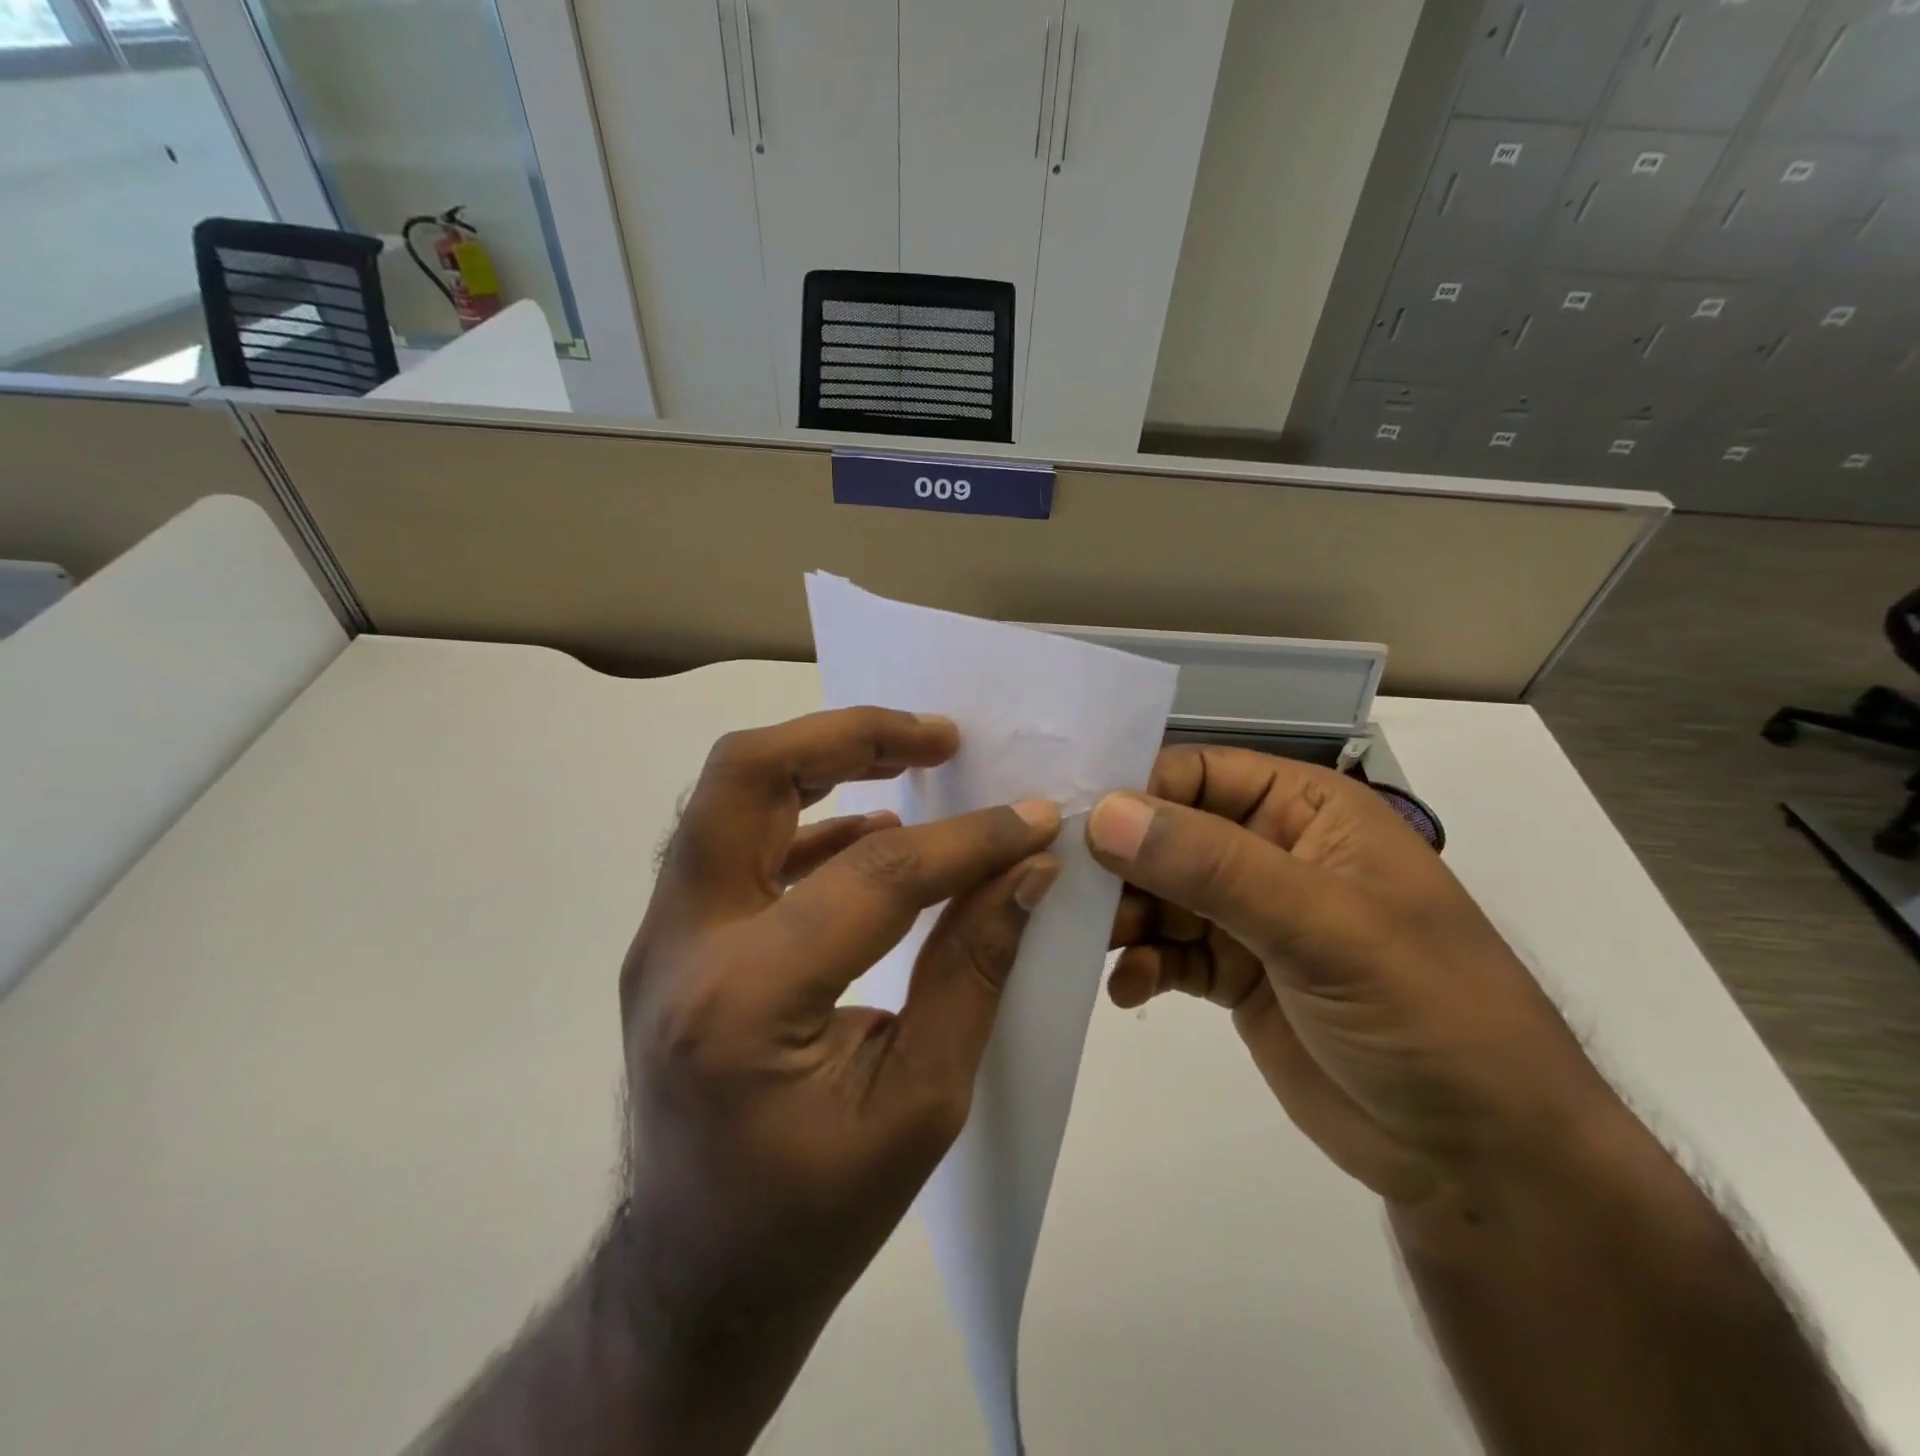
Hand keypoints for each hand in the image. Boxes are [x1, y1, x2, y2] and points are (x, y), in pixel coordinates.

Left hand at [616, 708, 1060, 1442]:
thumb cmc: (812, 1218)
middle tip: (939, 736)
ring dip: (823, 758)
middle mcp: (682, 946)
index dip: (970, 841)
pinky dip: (809, 820)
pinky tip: (873, 831)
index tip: (1035, 818)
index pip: (877, 877)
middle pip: (745, 776)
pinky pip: (739, 844)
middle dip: (850, 735)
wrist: (692, 1281)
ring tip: (914, 757)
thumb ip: (971, 971)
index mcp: (746, 1003)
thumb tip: (1026, 870)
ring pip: (729, 794)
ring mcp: (663, 938)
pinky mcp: (673, 941)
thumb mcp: (920, 1104)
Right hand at [1089, 747, 1618, 1208]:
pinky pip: (1168, 953)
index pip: (1198, 774)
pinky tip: (1128, 991)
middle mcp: (1272, 852)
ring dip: (1122, 917)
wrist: (1480, 1161)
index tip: (1072, 827)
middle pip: (1168, 834)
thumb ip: (1212, 867)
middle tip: (1063, 894)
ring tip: (1094, 946)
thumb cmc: (1425, 1014)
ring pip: (1160, 894)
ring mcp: (1252, 917)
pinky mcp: (1236, 976)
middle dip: (1118, 863)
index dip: (1135, 794)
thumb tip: (1104, 814)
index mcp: (1306, 810)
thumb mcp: (1323, 927)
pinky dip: (1141, 966)